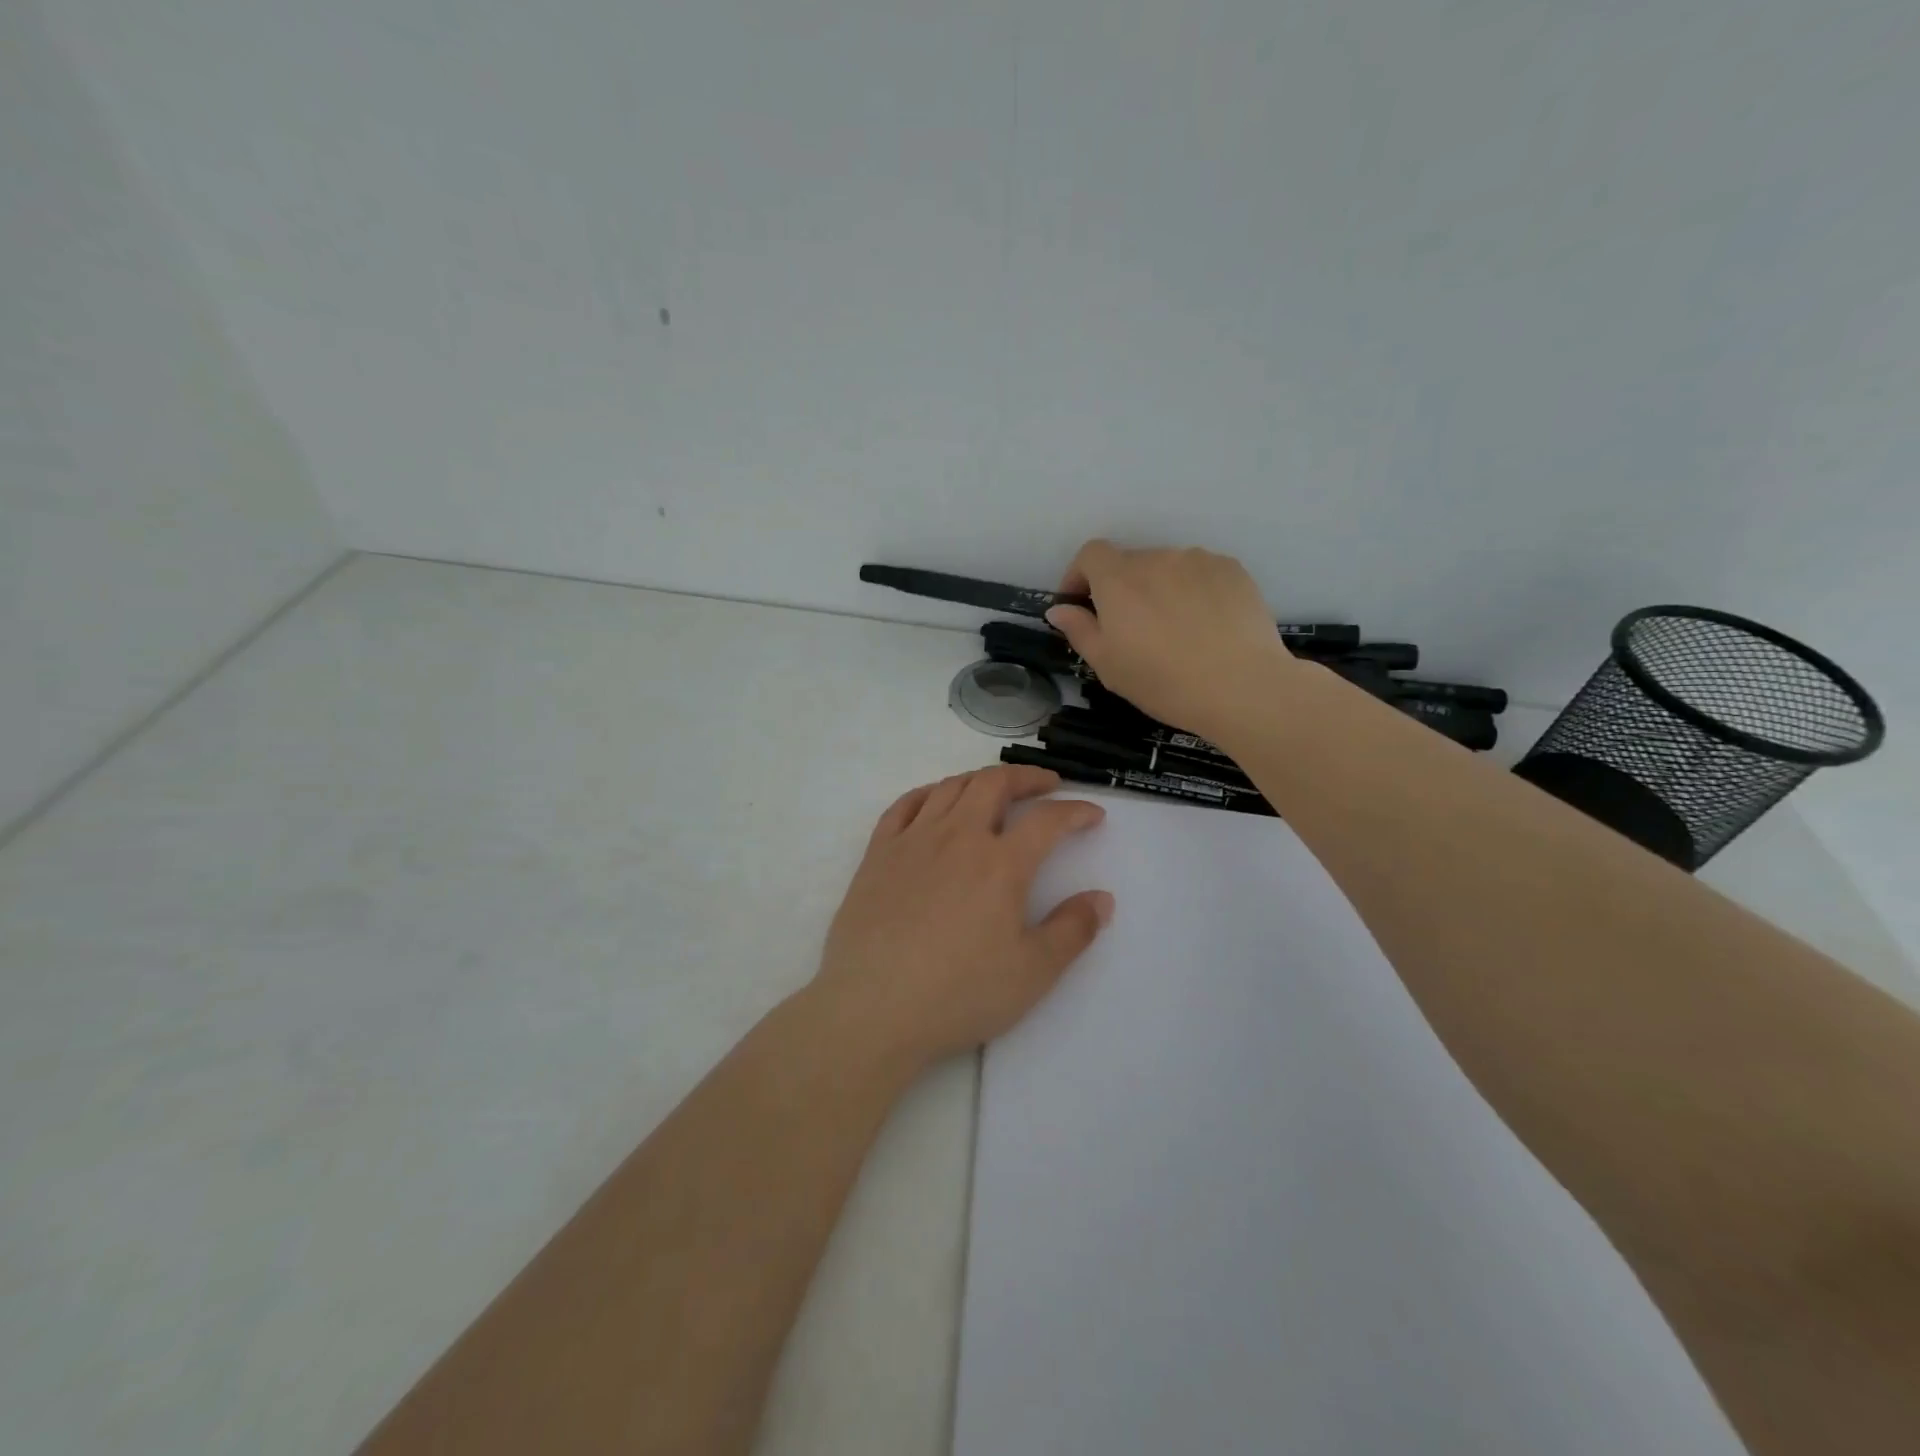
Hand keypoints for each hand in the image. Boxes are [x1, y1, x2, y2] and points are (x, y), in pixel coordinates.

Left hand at [812, 765, 1113, 1072]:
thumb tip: (1102, 898)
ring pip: (951, 788)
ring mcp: (913, 840)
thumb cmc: (959, 994)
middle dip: (1027, 777)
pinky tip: (936, 801)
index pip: (1047, 820)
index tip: (1093, 815)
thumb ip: (1072, 930)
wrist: (872, 1008)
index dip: (1075, 811)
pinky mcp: (878, 854)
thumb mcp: (1032, 973)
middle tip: (1046, 784)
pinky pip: (904, 804)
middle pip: (994, 784)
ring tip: (996, 789)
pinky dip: (928, 792)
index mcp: (1001, 864)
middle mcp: (958, 837)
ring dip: (980, 779)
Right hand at [1046, 541, 1301, 739]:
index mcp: (1119, 579)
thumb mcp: (1108, 665)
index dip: (1080, 575)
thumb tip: (1059, 609)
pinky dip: (1194, 591)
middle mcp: (1157, 558)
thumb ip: (1079, 630)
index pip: (1091, 554)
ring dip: (1160, 589)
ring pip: (1167, 568)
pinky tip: (1206, 626)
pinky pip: (1201, 574)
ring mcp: (1198, 560)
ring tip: (1174, 630)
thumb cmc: (1163, 681)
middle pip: (1130, 562)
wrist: (1241, 686)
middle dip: (1123, 589)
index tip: (1081, 605)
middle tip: (1132, 630)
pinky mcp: (1232, 570)